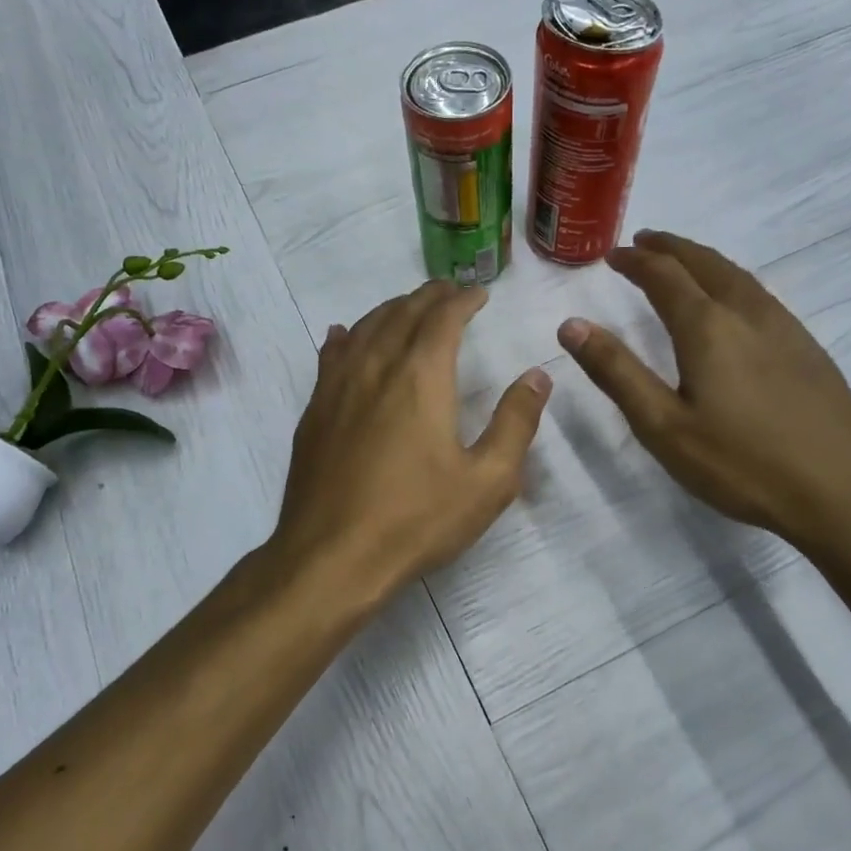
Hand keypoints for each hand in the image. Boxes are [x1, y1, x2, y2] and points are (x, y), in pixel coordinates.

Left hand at [270, 282, 551, 606]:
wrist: (332, 557)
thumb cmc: (416, 520)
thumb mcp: (487, 481)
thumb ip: (516, 423)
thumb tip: (537, 376)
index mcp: (420, 377)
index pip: (443, 318)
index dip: (463, 300)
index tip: (479, 294)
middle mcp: (375, 367)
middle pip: (402, 313)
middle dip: (429, 297)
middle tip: (450, 293)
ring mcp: (337, 388)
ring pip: (364, 328)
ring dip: (390, 310)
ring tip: (408, 308)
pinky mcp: (313, 412)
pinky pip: (330, 356)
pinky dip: (346, 336)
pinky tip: (345, 335)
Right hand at [558, 230, 850, 554]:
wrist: (843, 492)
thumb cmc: (741, 464)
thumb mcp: (663, 426)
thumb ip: (616, 372)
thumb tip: (571, 325)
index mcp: (708, 327)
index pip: (664, 275)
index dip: (635, 261)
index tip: (611, 254)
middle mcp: (748, 313)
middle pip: (705, 263)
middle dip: (670, 248)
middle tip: (644, 242)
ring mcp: (786, 328)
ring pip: (738, 276)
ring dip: (703, 260)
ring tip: (683, 263)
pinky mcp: (809, 349)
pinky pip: (760, 295)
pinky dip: (732, 281)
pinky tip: (733, 304)